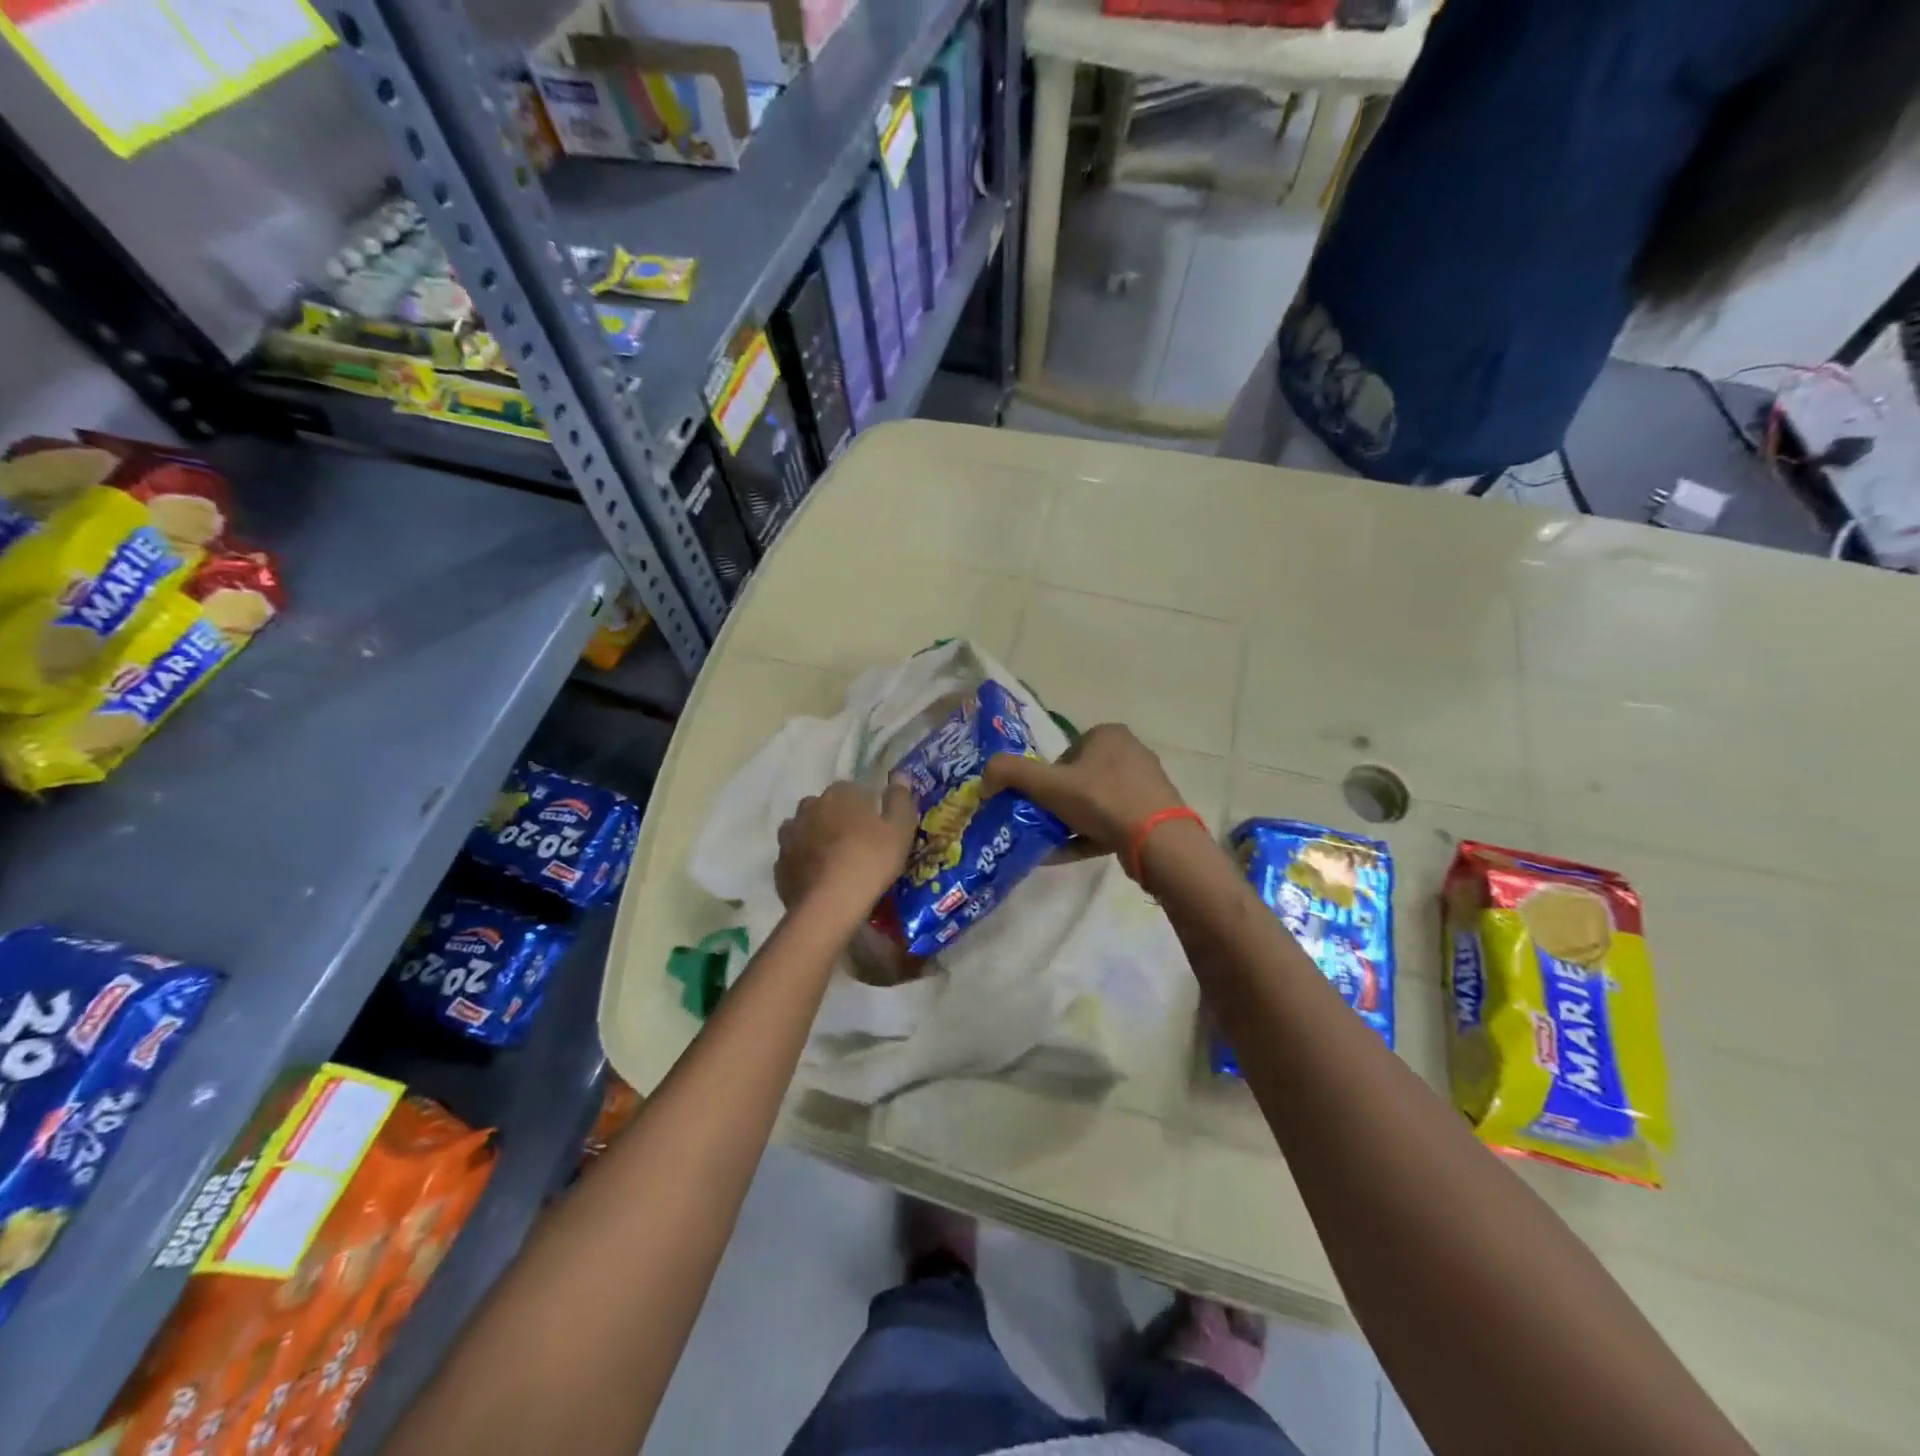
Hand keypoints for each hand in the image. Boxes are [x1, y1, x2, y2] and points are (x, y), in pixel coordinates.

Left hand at [775, 780, 919, 910]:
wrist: (830, 905)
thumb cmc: (871, 860)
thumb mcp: (900, 828)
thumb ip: (900, 798)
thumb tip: (899, 774)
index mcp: (839, 794)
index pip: (852, 789)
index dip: (864, 805)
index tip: (875, 825)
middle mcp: (809, 807)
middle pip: (825, 807)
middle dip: (837, 818)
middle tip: (855, 843)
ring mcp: (790, 836)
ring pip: (804, 829)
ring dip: (815, 838)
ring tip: (833, 860)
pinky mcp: (779, 864)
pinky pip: (794, 857)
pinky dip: (804, 863)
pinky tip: (818, 879)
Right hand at [982, 724, 1186, 857]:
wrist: (1158, 840)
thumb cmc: (1101, 799)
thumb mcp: (1048, 784)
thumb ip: (1010, 773)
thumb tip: (983, 778)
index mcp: (1107, 734)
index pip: (1064, 754)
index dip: (1044, 778)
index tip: (1036, 802)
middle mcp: (1130, 752)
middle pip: (1078, 779)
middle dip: (1056, 803)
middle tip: (1039, 823)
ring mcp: (1144, 785)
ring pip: (1094, 803)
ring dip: (1069, 822)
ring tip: (1048, 843)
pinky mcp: (1152, 814)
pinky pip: (1110, 823)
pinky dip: (1086, 836)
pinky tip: (1062, 855)